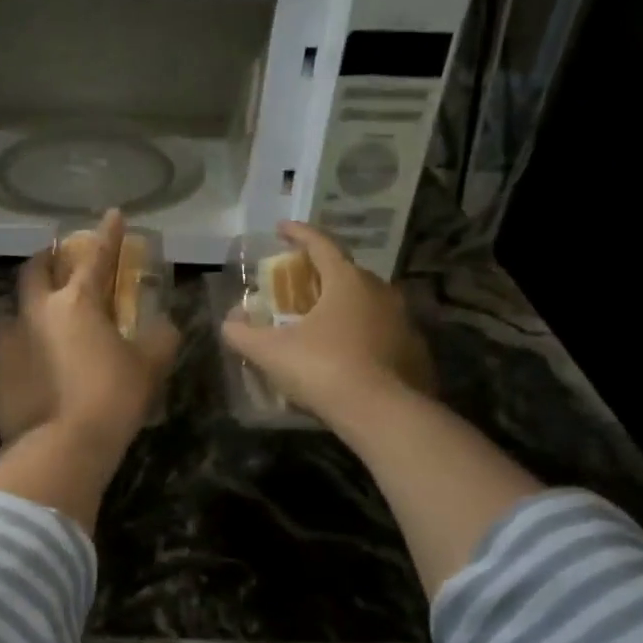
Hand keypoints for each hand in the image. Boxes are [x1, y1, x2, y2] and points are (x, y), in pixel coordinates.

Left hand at [0, 210, 178, 451]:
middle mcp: (33, 312)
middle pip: (34, 270)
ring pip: (15, 314)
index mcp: (75, 303)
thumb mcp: (149, 368)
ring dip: (31, 315)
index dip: (107, 234)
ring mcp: (4, 342)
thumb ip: (159, 338)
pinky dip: (19, 356)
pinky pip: (4, 355)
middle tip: (59, 262)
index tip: (113, 214)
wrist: (60, 450)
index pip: (95, 256)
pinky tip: (30, 376)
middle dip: (48, 259)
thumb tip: (163, 325)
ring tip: (44, 335)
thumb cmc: (111, 400)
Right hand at [221, 220, 434, 431]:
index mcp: (347, 281)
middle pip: (346, 272)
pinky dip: (362, 334)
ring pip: (367, 303)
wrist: (382, 413)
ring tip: (322, 322)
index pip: (321, 244)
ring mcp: (402, 320)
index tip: (282, 228)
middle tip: (299, 285)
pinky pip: (381, 332)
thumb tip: (228, 322)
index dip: (298, 234)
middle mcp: (380, 291)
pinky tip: (348, 354)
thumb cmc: (324, 369)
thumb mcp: (271, 352)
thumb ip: (243, 334)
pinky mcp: (414, 350)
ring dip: (343, 305)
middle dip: (321, 274)